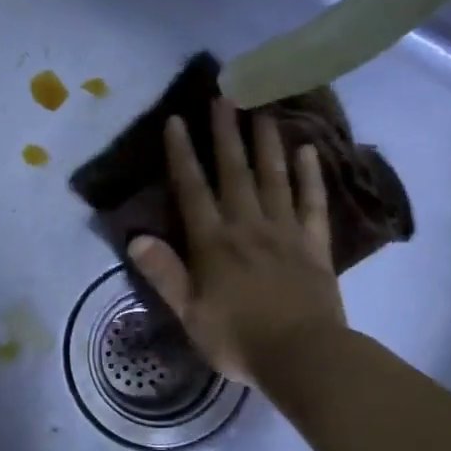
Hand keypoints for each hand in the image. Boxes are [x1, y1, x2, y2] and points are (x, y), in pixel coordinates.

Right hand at [129, 99, 346, 387]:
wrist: (302, 356)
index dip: (182, 155)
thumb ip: (164, 273)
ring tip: (263, 109)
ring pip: (274, 177)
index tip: (176, 120)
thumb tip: (135, 237)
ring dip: (266, 142)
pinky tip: (308, 151)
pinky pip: (312, 203)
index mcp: (213, 243)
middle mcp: (248, 226)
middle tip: (224, 94)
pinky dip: (310, 176)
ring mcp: (285, 232)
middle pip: (235, 172)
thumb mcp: (189, 313)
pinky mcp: (314, 245)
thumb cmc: (237, 338)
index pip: (193, 190)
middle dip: (226, 133)